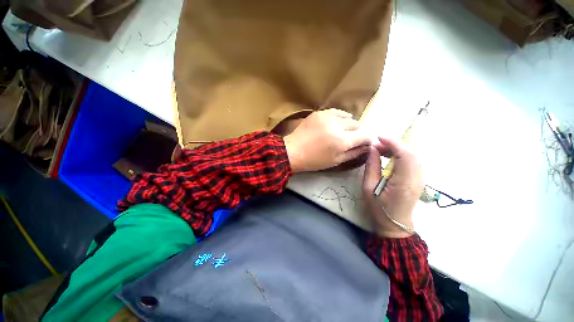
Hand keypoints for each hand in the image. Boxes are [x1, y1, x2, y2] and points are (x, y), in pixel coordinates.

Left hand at [284, 109, 370, 172]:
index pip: (365, 135)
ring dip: (350, 124)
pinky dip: (341, 117)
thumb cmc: (314, 160)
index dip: (368, 139)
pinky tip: (339, 122)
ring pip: (348, 117)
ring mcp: (328, 117)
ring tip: (345, 131)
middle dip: (359, 132)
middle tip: (354, 138)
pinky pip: (337, 111)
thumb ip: (354, 153)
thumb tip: (367, 146)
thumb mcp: (336, 161)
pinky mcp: (320, 113)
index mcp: (342, 141)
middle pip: (358, 125)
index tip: (365, 142)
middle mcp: (338, 126)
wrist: (293, 151)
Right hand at [362, 138, 422, 237]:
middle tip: (376, 145)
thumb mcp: (368, 188)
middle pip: (411, 153)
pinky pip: (411, 161)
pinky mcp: (418, 179)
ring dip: (397, 149)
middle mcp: (417, 178)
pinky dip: (400, 155)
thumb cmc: (378, 208)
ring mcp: (420, 178)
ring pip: (412, 155)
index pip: (405, 155)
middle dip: (394, 144)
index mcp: (404, 182)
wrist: (394, 224)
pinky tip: (389, 157)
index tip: (378, 138)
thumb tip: (372, 150)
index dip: (393, 143)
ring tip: (380, 150)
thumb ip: (371, 167)